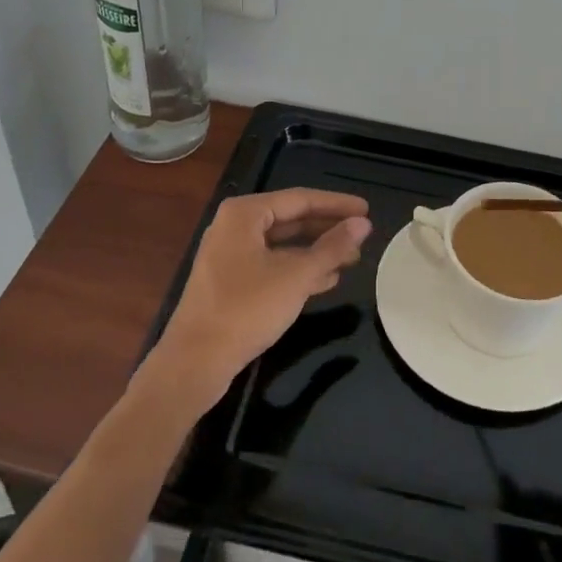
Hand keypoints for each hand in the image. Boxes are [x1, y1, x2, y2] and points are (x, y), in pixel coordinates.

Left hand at [142, 189, 370, 418]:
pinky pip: (273, 265)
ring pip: (283, 245)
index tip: (367, 209)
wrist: (195, 362)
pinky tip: (327, 280)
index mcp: (244, 214)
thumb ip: (332, 247)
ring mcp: (231, 256)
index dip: (336, 204)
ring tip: (352, 258)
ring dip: (317, 251)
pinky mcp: (232, 283)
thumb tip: (363, 224)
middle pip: (291, 219)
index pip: (300, 199)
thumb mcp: (296, 276)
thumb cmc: (246, 309)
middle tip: (363, 235)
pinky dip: (299, 270)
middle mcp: (235, 227)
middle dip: (327, 229)